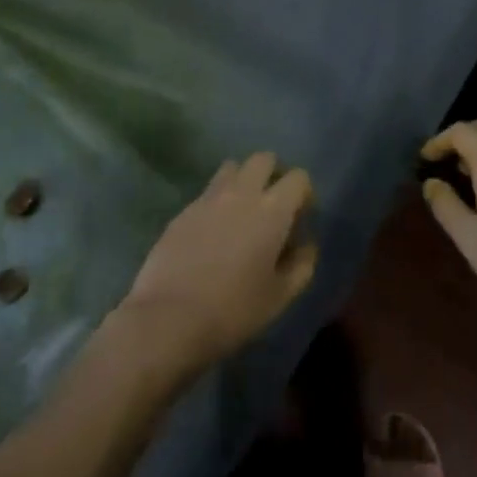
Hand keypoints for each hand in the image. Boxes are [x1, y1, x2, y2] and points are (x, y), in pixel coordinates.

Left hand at [117, 152, 317, 378]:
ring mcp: (209, 197)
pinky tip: (214, 231)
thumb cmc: (234, 311)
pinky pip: (208, 191)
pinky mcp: (185, 209)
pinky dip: (218, 200)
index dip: (304, 193)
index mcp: (272, 210)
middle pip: (263, 158)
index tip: (301, 217)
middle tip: (273, 204)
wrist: (169, 318)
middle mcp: (242, 192)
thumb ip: (301, 265)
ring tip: (242, 211)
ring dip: (243, 180)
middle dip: (273, 174)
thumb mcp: (280, 297)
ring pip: (233, 167)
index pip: (298, 177)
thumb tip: (306, 244)